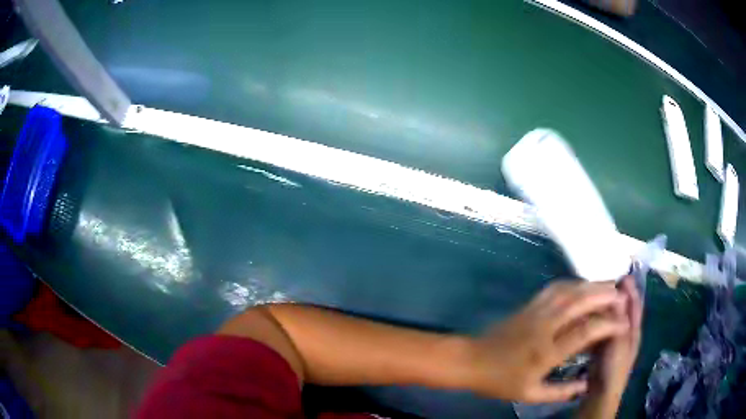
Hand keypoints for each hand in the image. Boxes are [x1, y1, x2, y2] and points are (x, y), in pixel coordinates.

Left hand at [467, 280, 628, 402]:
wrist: (472, 361)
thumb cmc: (501, 381)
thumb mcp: (530, 394)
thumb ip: (561, 392)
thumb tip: (586, 385)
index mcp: (547, 351)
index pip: (586, 331)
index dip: (609, 325)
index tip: (624, 324)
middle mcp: (545, 326)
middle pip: (580, 302)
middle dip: (605, 295)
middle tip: (623, 295)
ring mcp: (536, 312)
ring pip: (569, 290)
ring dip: (592, 285)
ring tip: (609, 286)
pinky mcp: (529, 304)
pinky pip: (555, 288)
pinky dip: (574, 284)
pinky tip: (583, 286)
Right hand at [582, 275, 642, 412]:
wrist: (602, 391)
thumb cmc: (615, 366)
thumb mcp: (619, 340)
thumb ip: (618, 317)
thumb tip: (617, 292)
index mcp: (634, 328)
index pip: (635, 303)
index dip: (631, 289)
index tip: (623, 273)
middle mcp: (625, 331)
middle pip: (623, 308)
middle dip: (617, 295)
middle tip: (605, 280)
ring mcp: (613, 340)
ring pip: (610, 318)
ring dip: (605, 307)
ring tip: (595, 295)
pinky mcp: (601, 347)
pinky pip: (600, 328)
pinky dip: (596, 320)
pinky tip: (587, 316)